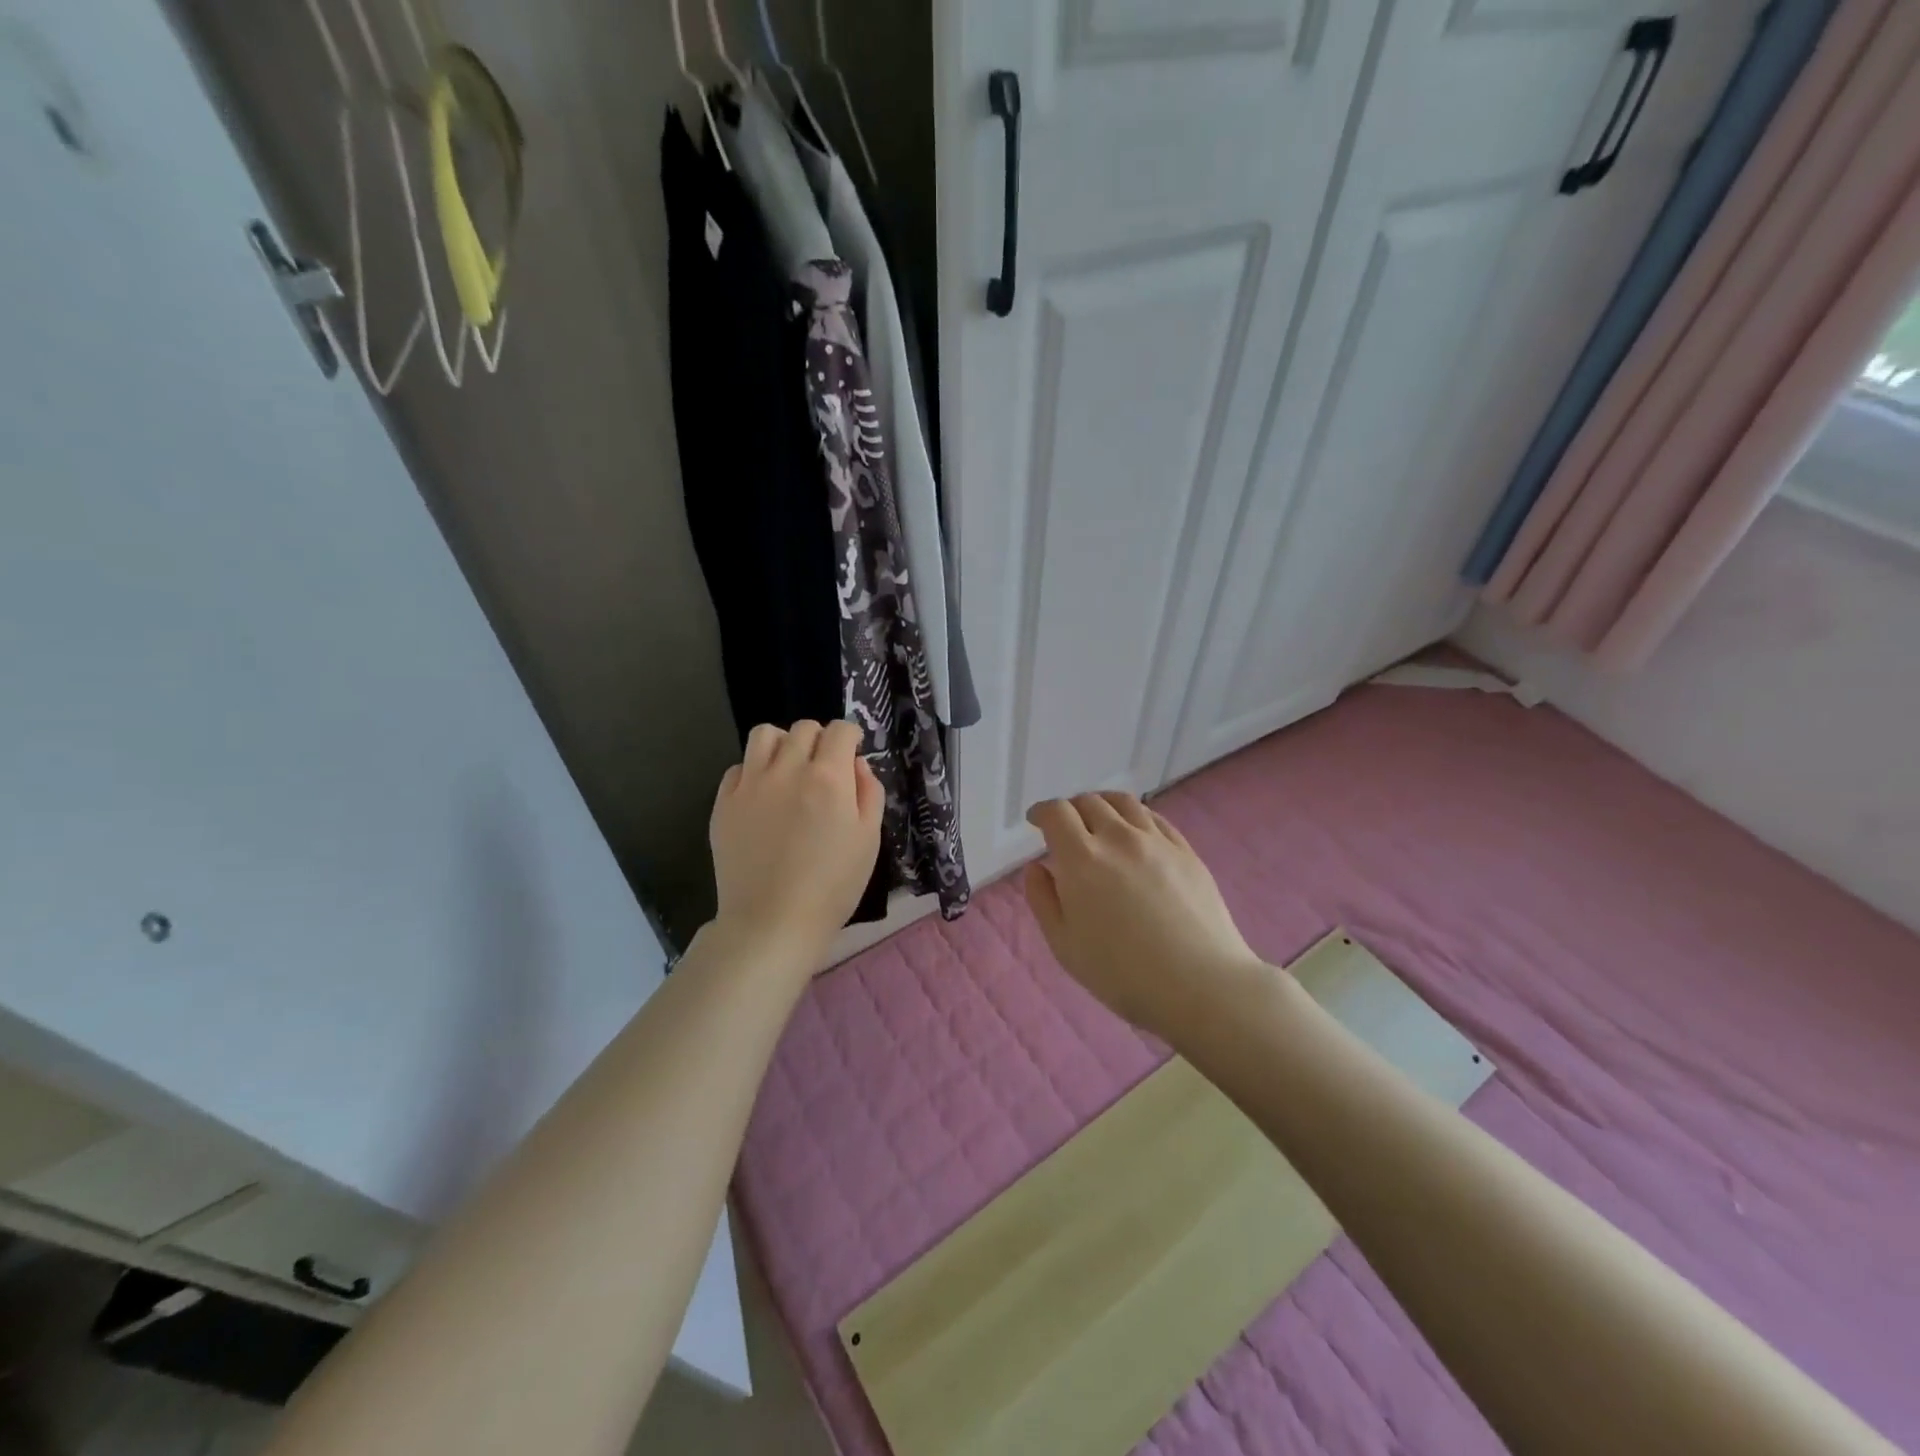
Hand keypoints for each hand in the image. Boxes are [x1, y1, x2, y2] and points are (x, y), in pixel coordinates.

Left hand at [708, 720, 883, 977]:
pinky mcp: (724, 803)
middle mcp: (788, 769)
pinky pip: (738, 767)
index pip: (841, 730)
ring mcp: (751, 784)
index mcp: (829, 778)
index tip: (852, 752)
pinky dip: (755, 771)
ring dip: (783, 743)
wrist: (773, 922)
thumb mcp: (869, 839)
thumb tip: (856, 763)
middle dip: (820, 740)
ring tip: (789, 769)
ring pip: (765, 735)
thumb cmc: (832, 886)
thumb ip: (869, 792)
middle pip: (804, 728)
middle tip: (824, 768)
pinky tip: (764, 796)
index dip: (851, 737)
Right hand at [1023, 792, 1268, 1039]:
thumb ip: (1043, 900)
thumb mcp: (1065, 945)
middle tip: (1066, 829)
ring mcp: (1156, 841)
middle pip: (1088, 802)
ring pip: (1123, 803)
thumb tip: (1037, 867)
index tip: (1035, 821)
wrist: (1200, 985)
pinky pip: (1154, 818)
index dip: (1041, 811)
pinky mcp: (1185, 851)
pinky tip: (1135, 832)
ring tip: (1099, 820)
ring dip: (1102, 805)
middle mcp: (1118, 838)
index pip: (1056, 813)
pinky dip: (1135, 816)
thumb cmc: (1122, 974)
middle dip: (1070, 809)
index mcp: (1082, 859)